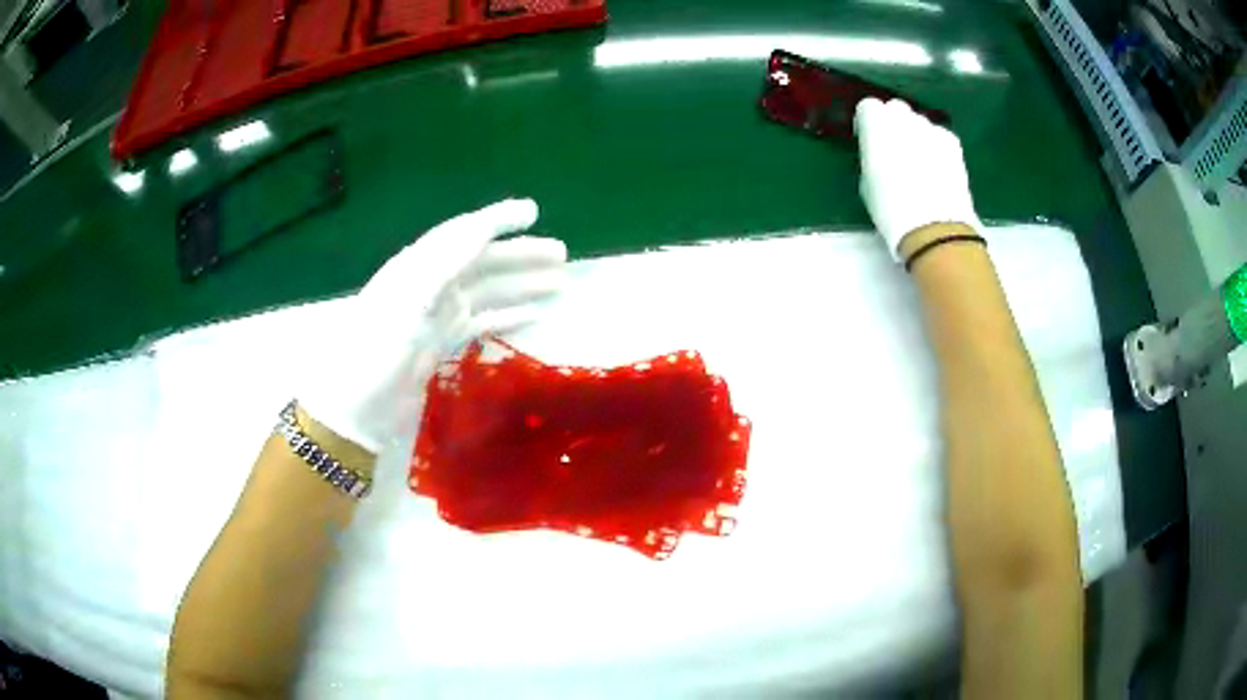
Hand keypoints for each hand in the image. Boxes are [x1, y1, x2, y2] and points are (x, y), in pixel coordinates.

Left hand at [299, 198, 566, 452]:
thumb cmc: (375, 350)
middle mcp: (429, 285)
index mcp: (418, 267)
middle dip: (521, 255)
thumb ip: (442, 262)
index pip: (463, 234)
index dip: (496, 220)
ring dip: (521, 285)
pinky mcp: (440, 344)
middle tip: (562, 254)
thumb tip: (482, 228)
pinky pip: (481, 323)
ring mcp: (436, 316)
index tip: (532, 211)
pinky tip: (533, 316)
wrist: (354, 408)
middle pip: (482, 261)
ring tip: (558, 284)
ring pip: (487, 292)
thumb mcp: (406, 300)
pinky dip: (508, 317)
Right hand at [853, 98, 980, 258]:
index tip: (868, 140)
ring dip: (916, 135)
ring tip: (919, 163)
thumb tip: (880, 153)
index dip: (868, 123)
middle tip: (894, 150)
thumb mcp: (867, 181)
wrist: (934, 227)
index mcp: (876, 124)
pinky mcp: (952, 143)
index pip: (868, 106)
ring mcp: (931, 128)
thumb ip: (872, 155)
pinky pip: (939, 136)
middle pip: (896, 109)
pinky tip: (937, 169)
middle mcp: (903, 118)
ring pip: (919, 123)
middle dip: (893, 123)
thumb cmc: (891, 208)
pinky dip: (936, 146)